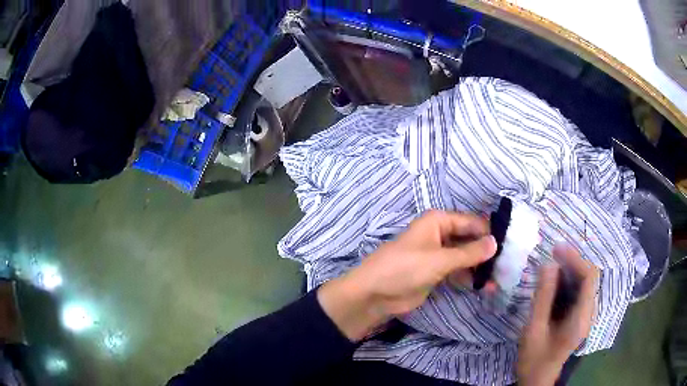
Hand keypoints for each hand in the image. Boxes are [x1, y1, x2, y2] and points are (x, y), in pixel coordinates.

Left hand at [318, 210, 496, 340]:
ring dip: (481, 267)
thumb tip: (495, 243)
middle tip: (509, 265)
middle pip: (470, 239)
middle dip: (487, 252)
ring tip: (501, 278)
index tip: (510, 246)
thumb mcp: (439, 259)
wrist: (374, 294)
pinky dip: (471, 277)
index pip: (471, 222)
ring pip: (466, 256)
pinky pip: (459, 271)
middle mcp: (441, 234)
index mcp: (438, 221)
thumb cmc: (404, 268)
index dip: (490, 233)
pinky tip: (486, 287)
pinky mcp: (437, 272)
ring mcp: (439, 254)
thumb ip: (468, 253)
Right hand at [518, 245, 598, 385]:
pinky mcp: (579, 316)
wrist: (537, 378)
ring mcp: (585, 315)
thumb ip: (543, 297)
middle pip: (589, 277)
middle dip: (573, 261)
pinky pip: (579, 291)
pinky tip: (555, 280)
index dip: (575, 259)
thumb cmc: (534, 358)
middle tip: (552, 253)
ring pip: (585, 282)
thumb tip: (548, 264)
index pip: (589, 277)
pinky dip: (569, 280)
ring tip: (552, 262)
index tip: (556, 250)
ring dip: (571, 269)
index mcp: (581, 318)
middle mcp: (589, 313)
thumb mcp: (534, 329)